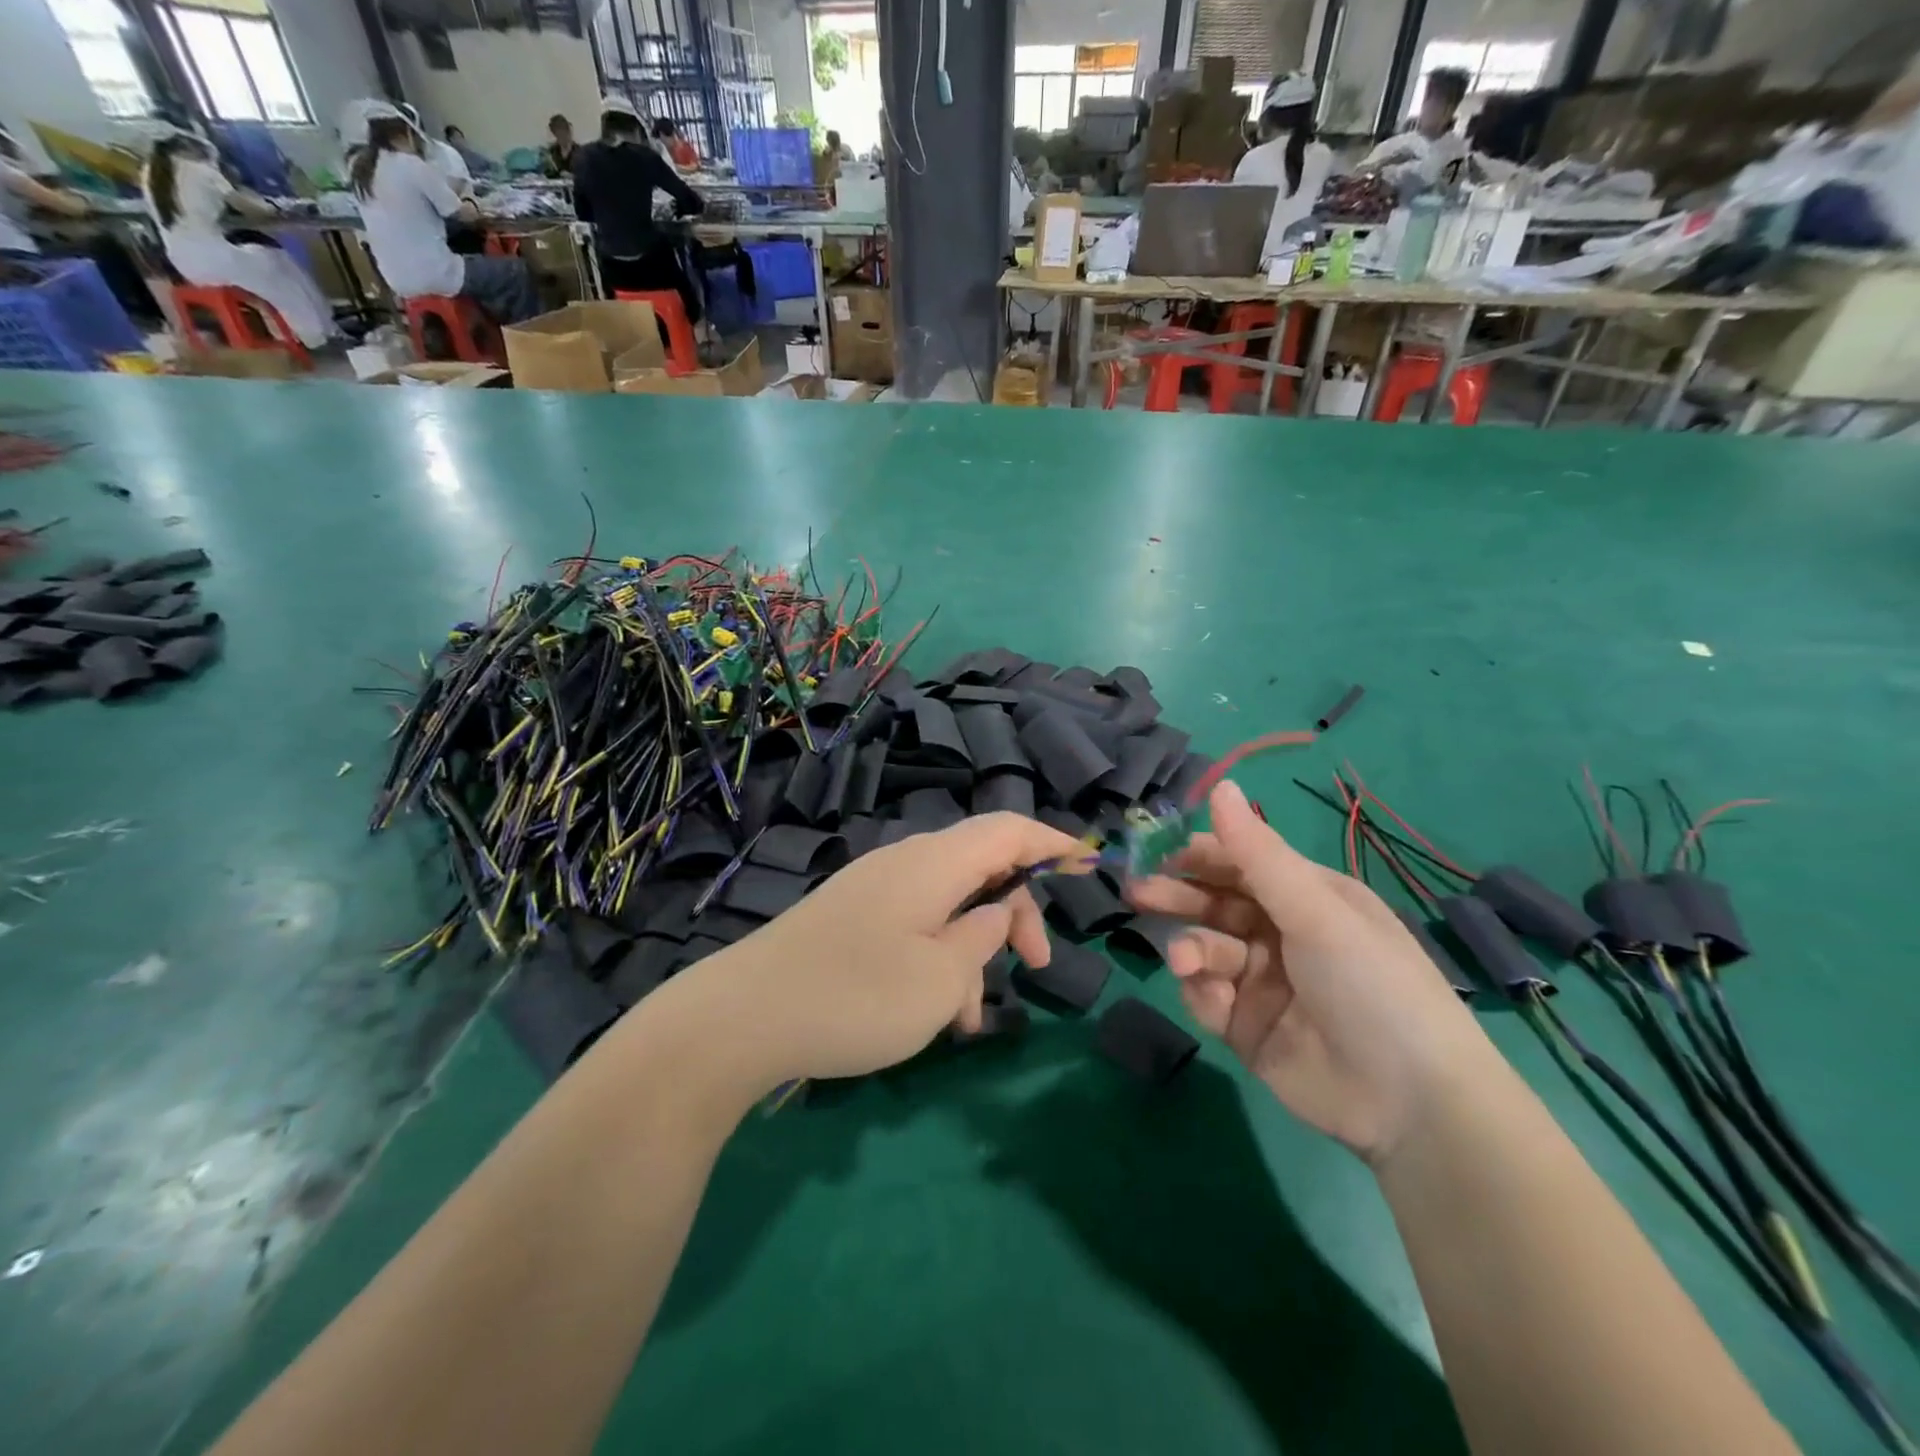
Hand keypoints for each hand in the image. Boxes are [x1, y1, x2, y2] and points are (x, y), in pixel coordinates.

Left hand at [710, 814, 1087, 1086]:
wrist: (741, 1019)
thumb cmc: (857, 996)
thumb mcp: (942, 978)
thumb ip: (983, 938)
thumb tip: (996, 913)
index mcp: (934, 862)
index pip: (1008, 829)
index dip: (1052, 841)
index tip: (1088, 865)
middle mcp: (905, 863)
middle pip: (982, 867)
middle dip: (1017, 913)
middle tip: (1036, 967)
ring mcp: (874, 889)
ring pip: (949, 904)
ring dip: (974, 951)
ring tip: (971, 1019)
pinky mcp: (852, 918)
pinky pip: (915, 924)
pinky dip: (938, 958)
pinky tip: (933, 1014)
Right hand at [1129, 780, 1494, 1163]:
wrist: (1410, 1102)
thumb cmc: (1369, 982)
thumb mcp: (1315, 910)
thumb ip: (1257, 853)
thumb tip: (1220, 785)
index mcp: (1307, 898)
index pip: (1242, 863)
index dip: (1202, 855)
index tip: (1159, 850)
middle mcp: (1283, 934)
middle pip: (1216, 904)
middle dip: (1179, 897)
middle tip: (1137, 893)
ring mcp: (1263, 983)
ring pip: (1206, 950)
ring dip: (1190, 948)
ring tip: (1183, 960)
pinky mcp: (1246, 1027)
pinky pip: (1208, 997)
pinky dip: (1202, 992)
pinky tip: (1210, 997)